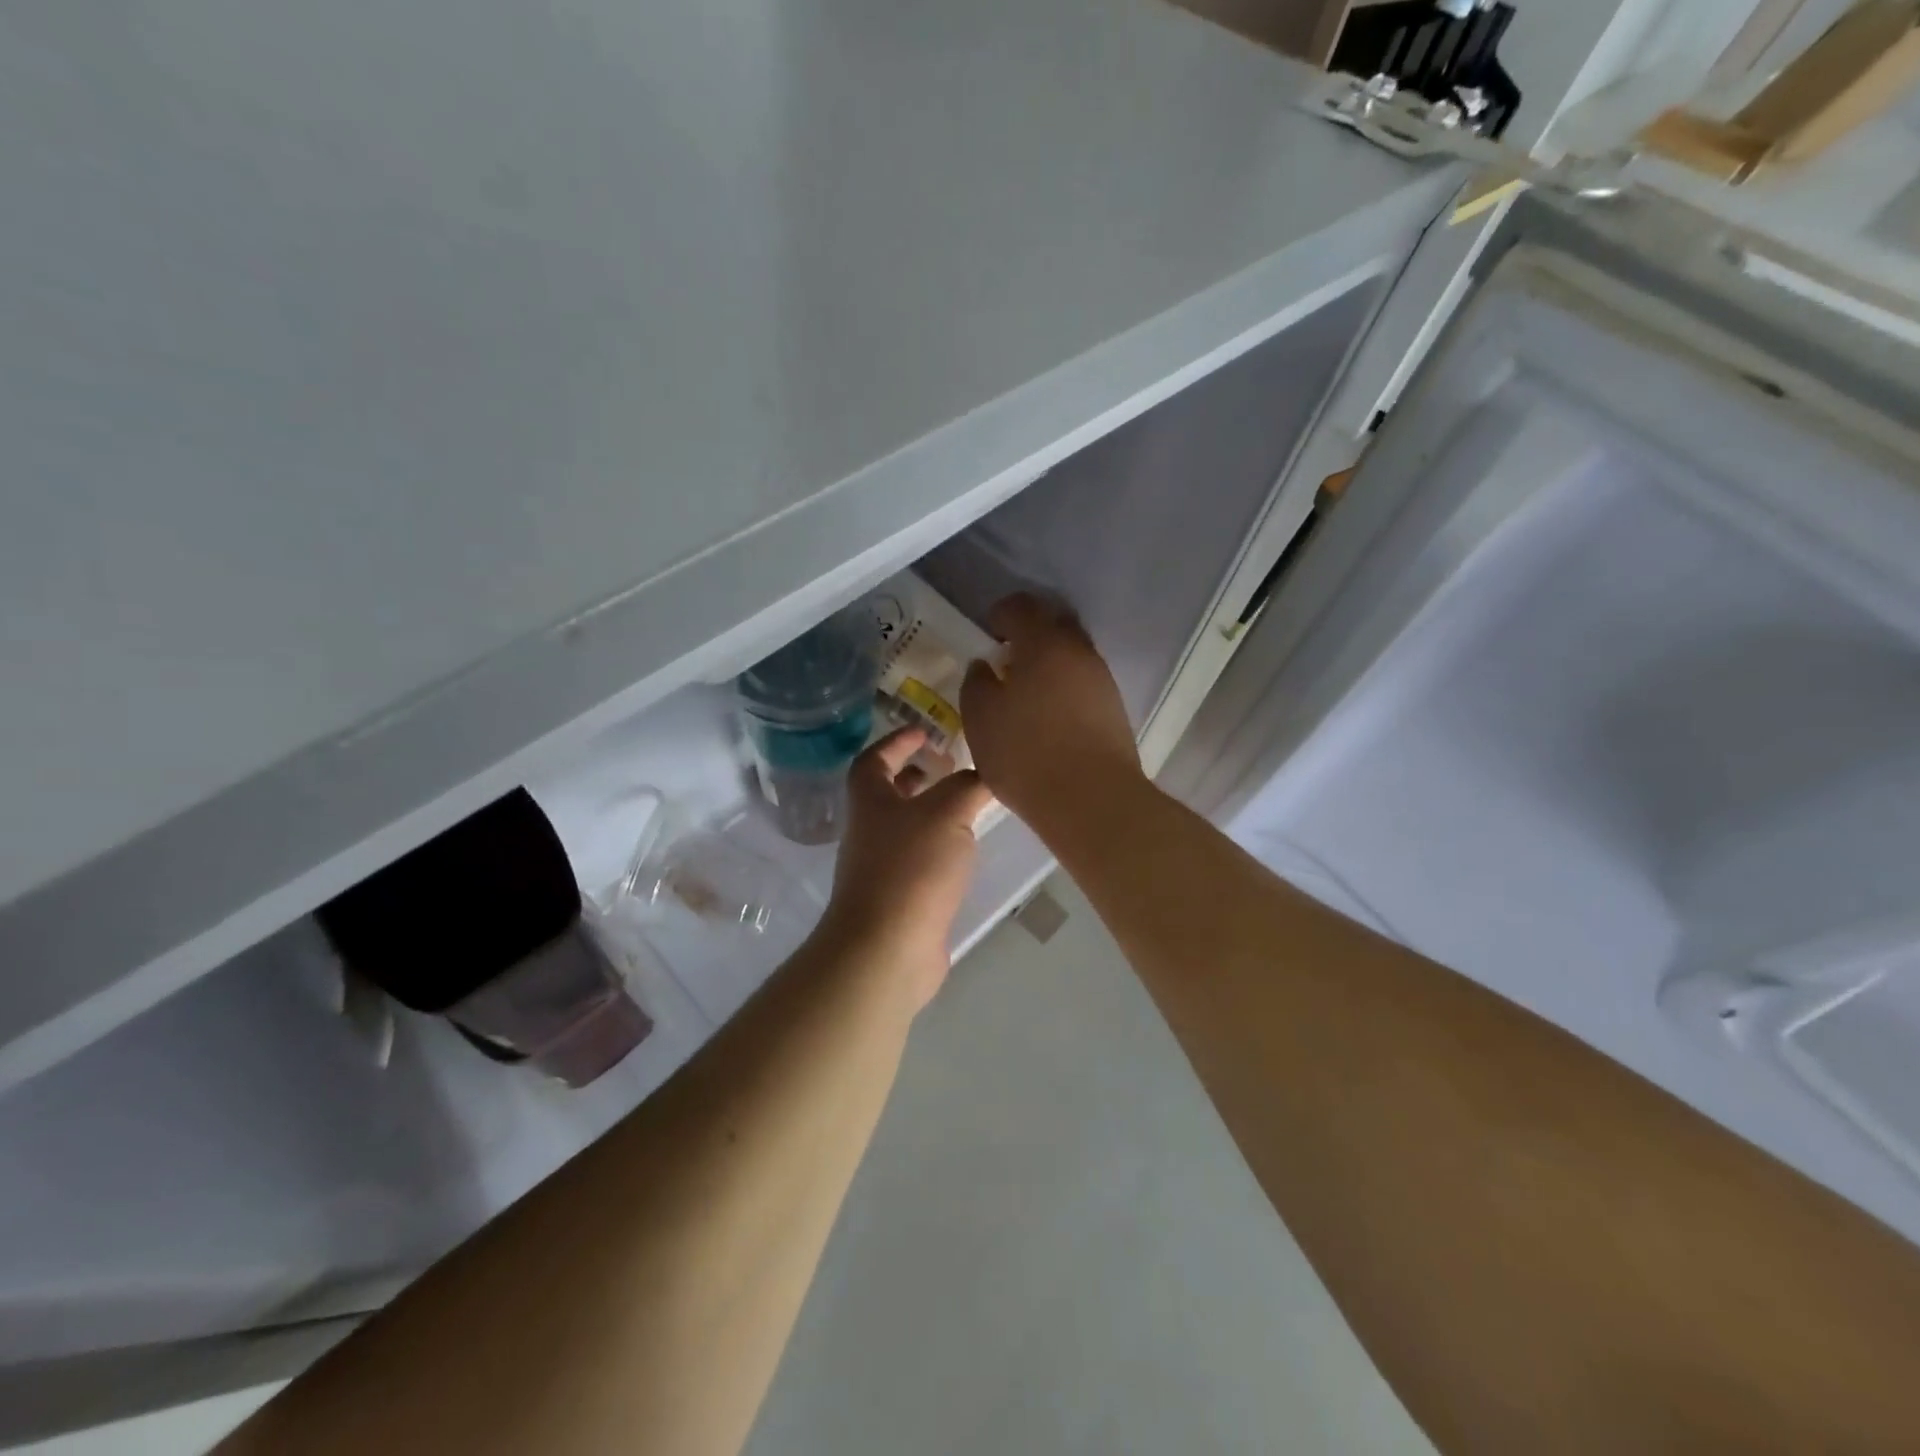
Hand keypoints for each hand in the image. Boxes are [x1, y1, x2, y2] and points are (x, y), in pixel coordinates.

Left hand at [817, 727, 994, 1011]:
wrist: (887, 947)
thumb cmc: (911, 867)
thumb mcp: (946, 812)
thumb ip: (967, 787)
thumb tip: (980, 776)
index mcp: (870, 800)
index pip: (875, 758)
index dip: (897, 741)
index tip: (924, 730)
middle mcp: (869, 830)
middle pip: (887, 793)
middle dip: (916, 776)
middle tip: (950, 767)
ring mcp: (881, 867)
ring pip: (905, 827)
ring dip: (930, 812)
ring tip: (967, 807)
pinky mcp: (899, 898)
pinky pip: (918, 860)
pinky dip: (939, 847)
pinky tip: (964, 852)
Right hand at [961, 594, 1143, 832]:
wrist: (1092, 799)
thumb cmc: (1026, 753)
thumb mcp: (981, 719)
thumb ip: (977, 684)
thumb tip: (985, 667)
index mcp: (1043, 644)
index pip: (1021, 607)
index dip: (1000, 614)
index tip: (988, 633)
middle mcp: (1079, 652)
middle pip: (1055, 624)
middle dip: (1030, 633)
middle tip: (1008, 658)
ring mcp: (1102, 680)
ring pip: (1072, 655)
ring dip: (1049, 662)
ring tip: (1026, 693)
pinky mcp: (1114, 709)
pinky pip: (1084, 683)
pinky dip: (1064, 687)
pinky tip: (1048, 716)